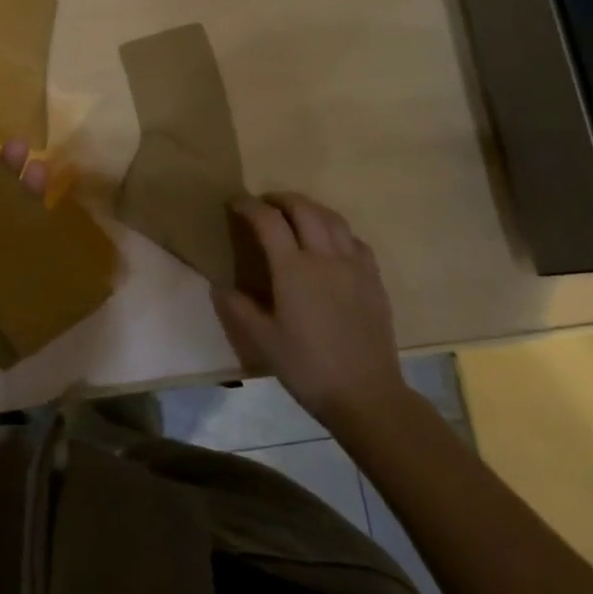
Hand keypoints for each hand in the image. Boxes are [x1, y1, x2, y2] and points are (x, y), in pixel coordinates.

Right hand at [212, 191, 412, 429]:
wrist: (366, 395)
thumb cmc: (307, 368)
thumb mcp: (262, 341)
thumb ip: (238, 308)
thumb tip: (218, 285)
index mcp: (293, 269)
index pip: (268, 221)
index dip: (248, 206)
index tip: (234, 203)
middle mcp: (325, 257)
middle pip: (304, 209)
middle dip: (280, 199)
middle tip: (264, 203)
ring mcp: (354, 265)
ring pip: (333, 218)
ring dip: (310, 208)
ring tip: (295, 214)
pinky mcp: (374, 279)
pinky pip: (355, 240)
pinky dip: (336, 230)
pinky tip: (330, 242)